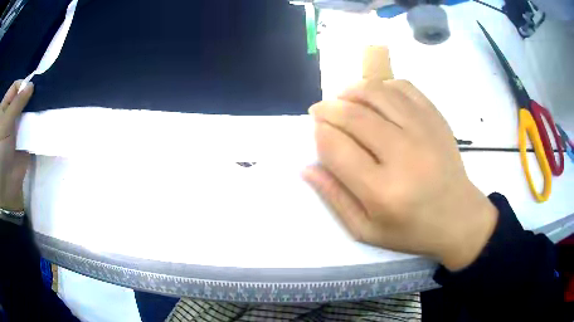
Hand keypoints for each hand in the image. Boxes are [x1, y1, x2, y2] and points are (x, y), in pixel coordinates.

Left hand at [0, 80, 33, 210]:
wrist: (3, 185)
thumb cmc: (0, 148)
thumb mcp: (6, 120)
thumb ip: (17, 101)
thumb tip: (31, 85)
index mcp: (5, 106)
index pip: (15, 88)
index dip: (23, 85)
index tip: (34, 85)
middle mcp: (9, 115)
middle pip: (21, 99)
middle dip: (30, 97)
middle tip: (43, 92)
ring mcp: (15, 130)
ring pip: (26, 113)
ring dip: (34, 111)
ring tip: (46, 104)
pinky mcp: (22, 143)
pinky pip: (30, 131)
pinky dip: (36, 126)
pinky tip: (45, 120)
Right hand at [304, 79, 497, 270]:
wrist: (459, 218)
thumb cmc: (413, 231)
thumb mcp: (367, 231)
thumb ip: (335, 198)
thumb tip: (307, 167)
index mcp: (382, 191)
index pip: (336, 148)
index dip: (318, 134)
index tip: (316, 132)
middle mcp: (403, 155)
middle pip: (353, 115)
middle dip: (327, 109)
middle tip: (320, 112)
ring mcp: (424, 131)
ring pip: (376, 92)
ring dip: (351, 91)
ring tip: (343, 100)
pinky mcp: (436, 119)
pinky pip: (403, 87)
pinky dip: (382, 86)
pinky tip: (376, 98)